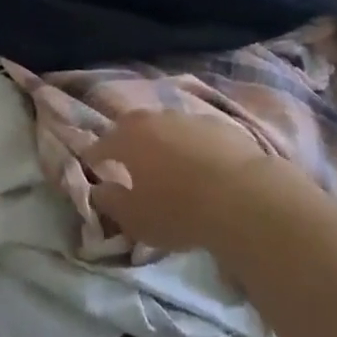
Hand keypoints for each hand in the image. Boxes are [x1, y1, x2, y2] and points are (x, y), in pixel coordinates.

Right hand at [85, 110, 266, 253]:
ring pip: (166, 126)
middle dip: (127, 141)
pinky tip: (202, 164)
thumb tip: (98, 190)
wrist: (243, 196)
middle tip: (129, 161)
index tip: (94, 168)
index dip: (95, 157)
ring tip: (169, 163)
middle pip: (133, 126)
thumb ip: (111, 202)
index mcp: (127, 138)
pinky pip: (197, 134)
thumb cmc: (179, 211)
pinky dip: (193, 146)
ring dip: (162, 141)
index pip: (101, 145)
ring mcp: (188, 118)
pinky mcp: (219, 125)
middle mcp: (154, 119)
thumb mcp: (136, 219)